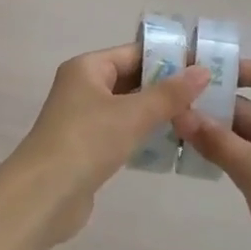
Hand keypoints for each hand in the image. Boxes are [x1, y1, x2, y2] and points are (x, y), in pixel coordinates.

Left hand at [13, 44, 209, 242]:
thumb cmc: (87, 142)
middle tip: (206, 93)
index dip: (168, 58)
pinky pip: (121, 131)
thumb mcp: (133, 115)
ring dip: (156, 112)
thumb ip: (169, 94)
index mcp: (88, 68)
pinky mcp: (86, 147)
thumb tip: (203, 70)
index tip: (202, 66)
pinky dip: (143, 134)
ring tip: (196, 117)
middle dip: (165, 87)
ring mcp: (83, 118)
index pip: (134, 53)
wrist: (43, 196)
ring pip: (127, 107)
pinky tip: (170, 143)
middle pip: (131, 79)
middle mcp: (83, 86)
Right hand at [172, 60, 250, 249]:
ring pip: (248, 135)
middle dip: (217, 106)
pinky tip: (195, 158)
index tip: (203, 74)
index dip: (240, 69)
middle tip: (174, 105)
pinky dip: (225, 156)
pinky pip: (249, 160)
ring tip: (175, 130)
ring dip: (217, 133)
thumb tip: (178, 112)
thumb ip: (215, 140)